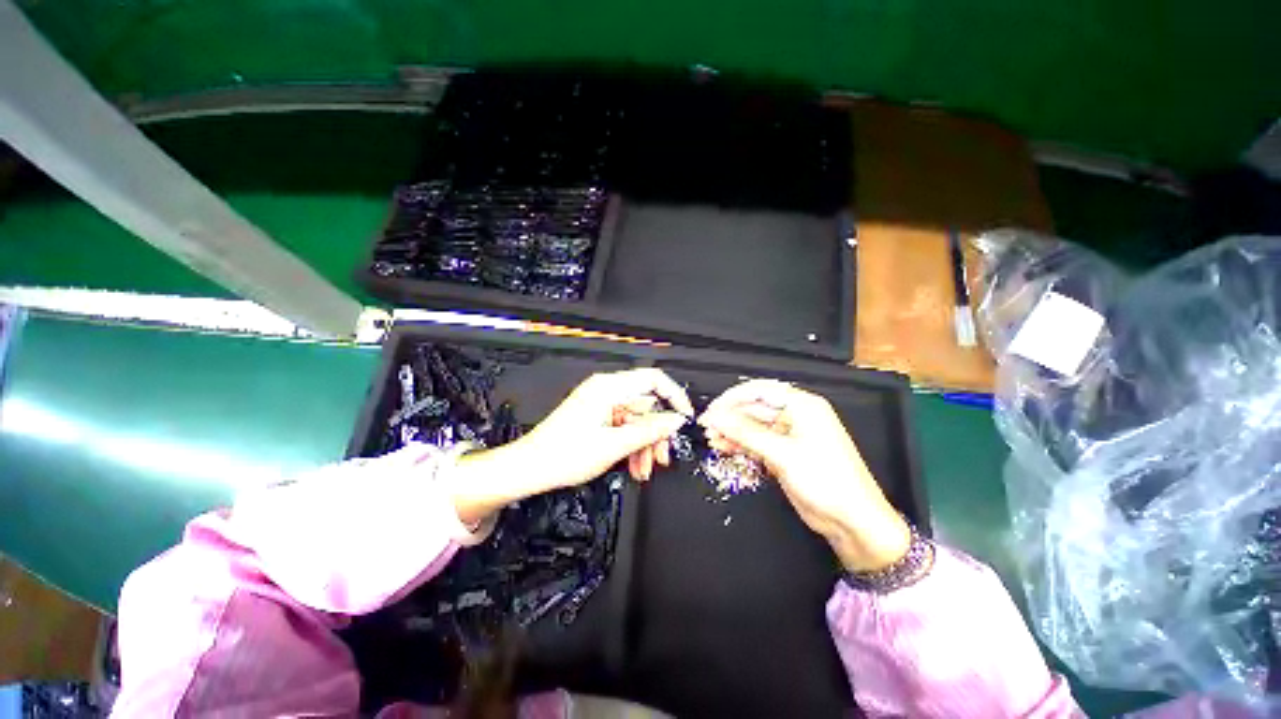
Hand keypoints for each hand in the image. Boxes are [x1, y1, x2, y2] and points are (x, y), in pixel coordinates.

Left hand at [450, 369, 692, 524]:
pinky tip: (633, 465)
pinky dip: (631, 444)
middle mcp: (606, 390)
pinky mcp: (596, 416)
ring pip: (636, 419)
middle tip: (663, 457)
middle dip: (656, 433)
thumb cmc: (564, 454)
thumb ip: (650, 430)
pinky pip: (623, 426)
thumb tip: (675, 420)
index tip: (685, 417)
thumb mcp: (615, 444)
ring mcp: (601, 404)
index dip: (674, 396)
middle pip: (646, 405)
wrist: (530, 468)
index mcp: (609, 388)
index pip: (653, 379)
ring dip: (644, 444)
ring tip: (644, 469)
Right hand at [698, 379, 910, 571]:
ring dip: (731, 432)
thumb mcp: (783, 454)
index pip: (760, 391)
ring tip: (712, 439)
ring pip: (752, 426)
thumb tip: (717, 417)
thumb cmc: (827, 481)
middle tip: (707, 427)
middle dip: (730, 417)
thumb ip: (746, 433)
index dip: (733, 398)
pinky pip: (756, 442)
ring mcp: (789, 435)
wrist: (853, 522)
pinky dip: (740, 445)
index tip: (713, 409)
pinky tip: (724, 448)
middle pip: (754, 408)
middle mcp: (796, 416)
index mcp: (803, 405)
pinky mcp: (783, 453)